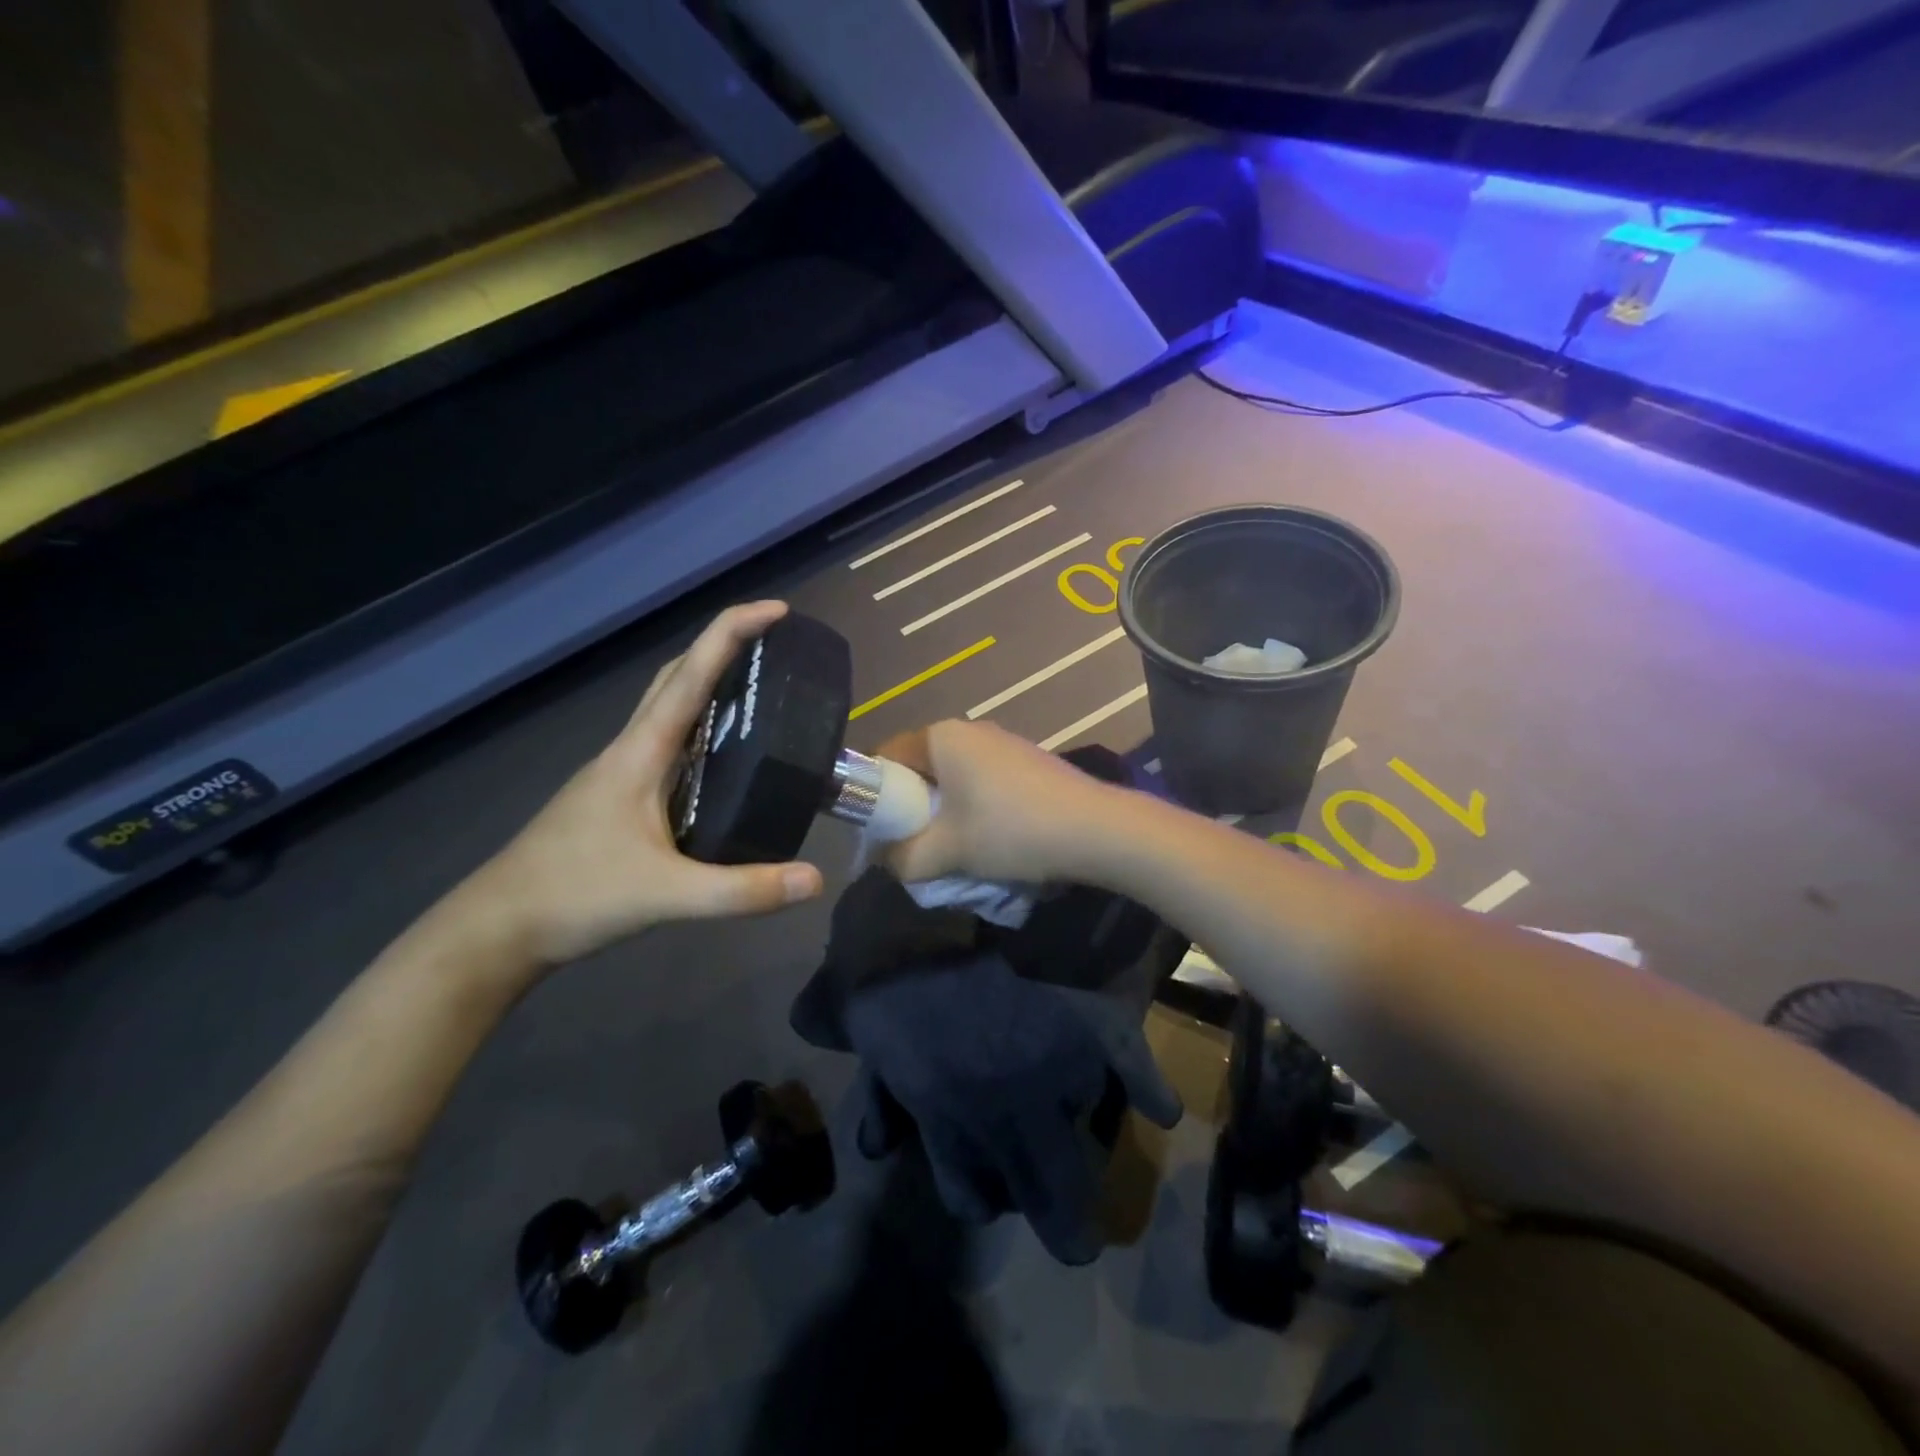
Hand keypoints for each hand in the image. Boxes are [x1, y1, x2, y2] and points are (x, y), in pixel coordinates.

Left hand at [472, 601, 824, 965]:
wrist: (499, 928)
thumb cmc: (575, 896)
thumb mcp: (667, 896)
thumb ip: (742, 890)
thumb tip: (813, 879)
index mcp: (640, 752)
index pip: (690, 674)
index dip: (733, 631)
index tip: (779, 610)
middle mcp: (630, 749)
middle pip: (676, 676)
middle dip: (723, 647)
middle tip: (774, 647)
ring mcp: (619, 772)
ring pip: (667, 708)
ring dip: (708, 684)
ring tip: (759, 694)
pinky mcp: (618, 796)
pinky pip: (667, 743)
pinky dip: (700, 729)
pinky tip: (723, 760)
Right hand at [872, 720, 1128, 886]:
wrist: (1096, 830)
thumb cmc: (1010, 831)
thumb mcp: (945, 853)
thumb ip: (901, 858)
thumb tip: (886, 859)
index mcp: (941, 736)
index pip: (886, 755)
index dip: (874, 793)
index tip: (879, 831)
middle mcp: (969, 729)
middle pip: (921, 767)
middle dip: (913, 807)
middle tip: (916, 845)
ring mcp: (1003, 742)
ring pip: (954, 777)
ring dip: (947, 812)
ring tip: (957, 849)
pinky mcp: (1028, 760)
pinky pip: (983, 781)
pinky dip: (976, 808)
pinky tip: (993, 839)